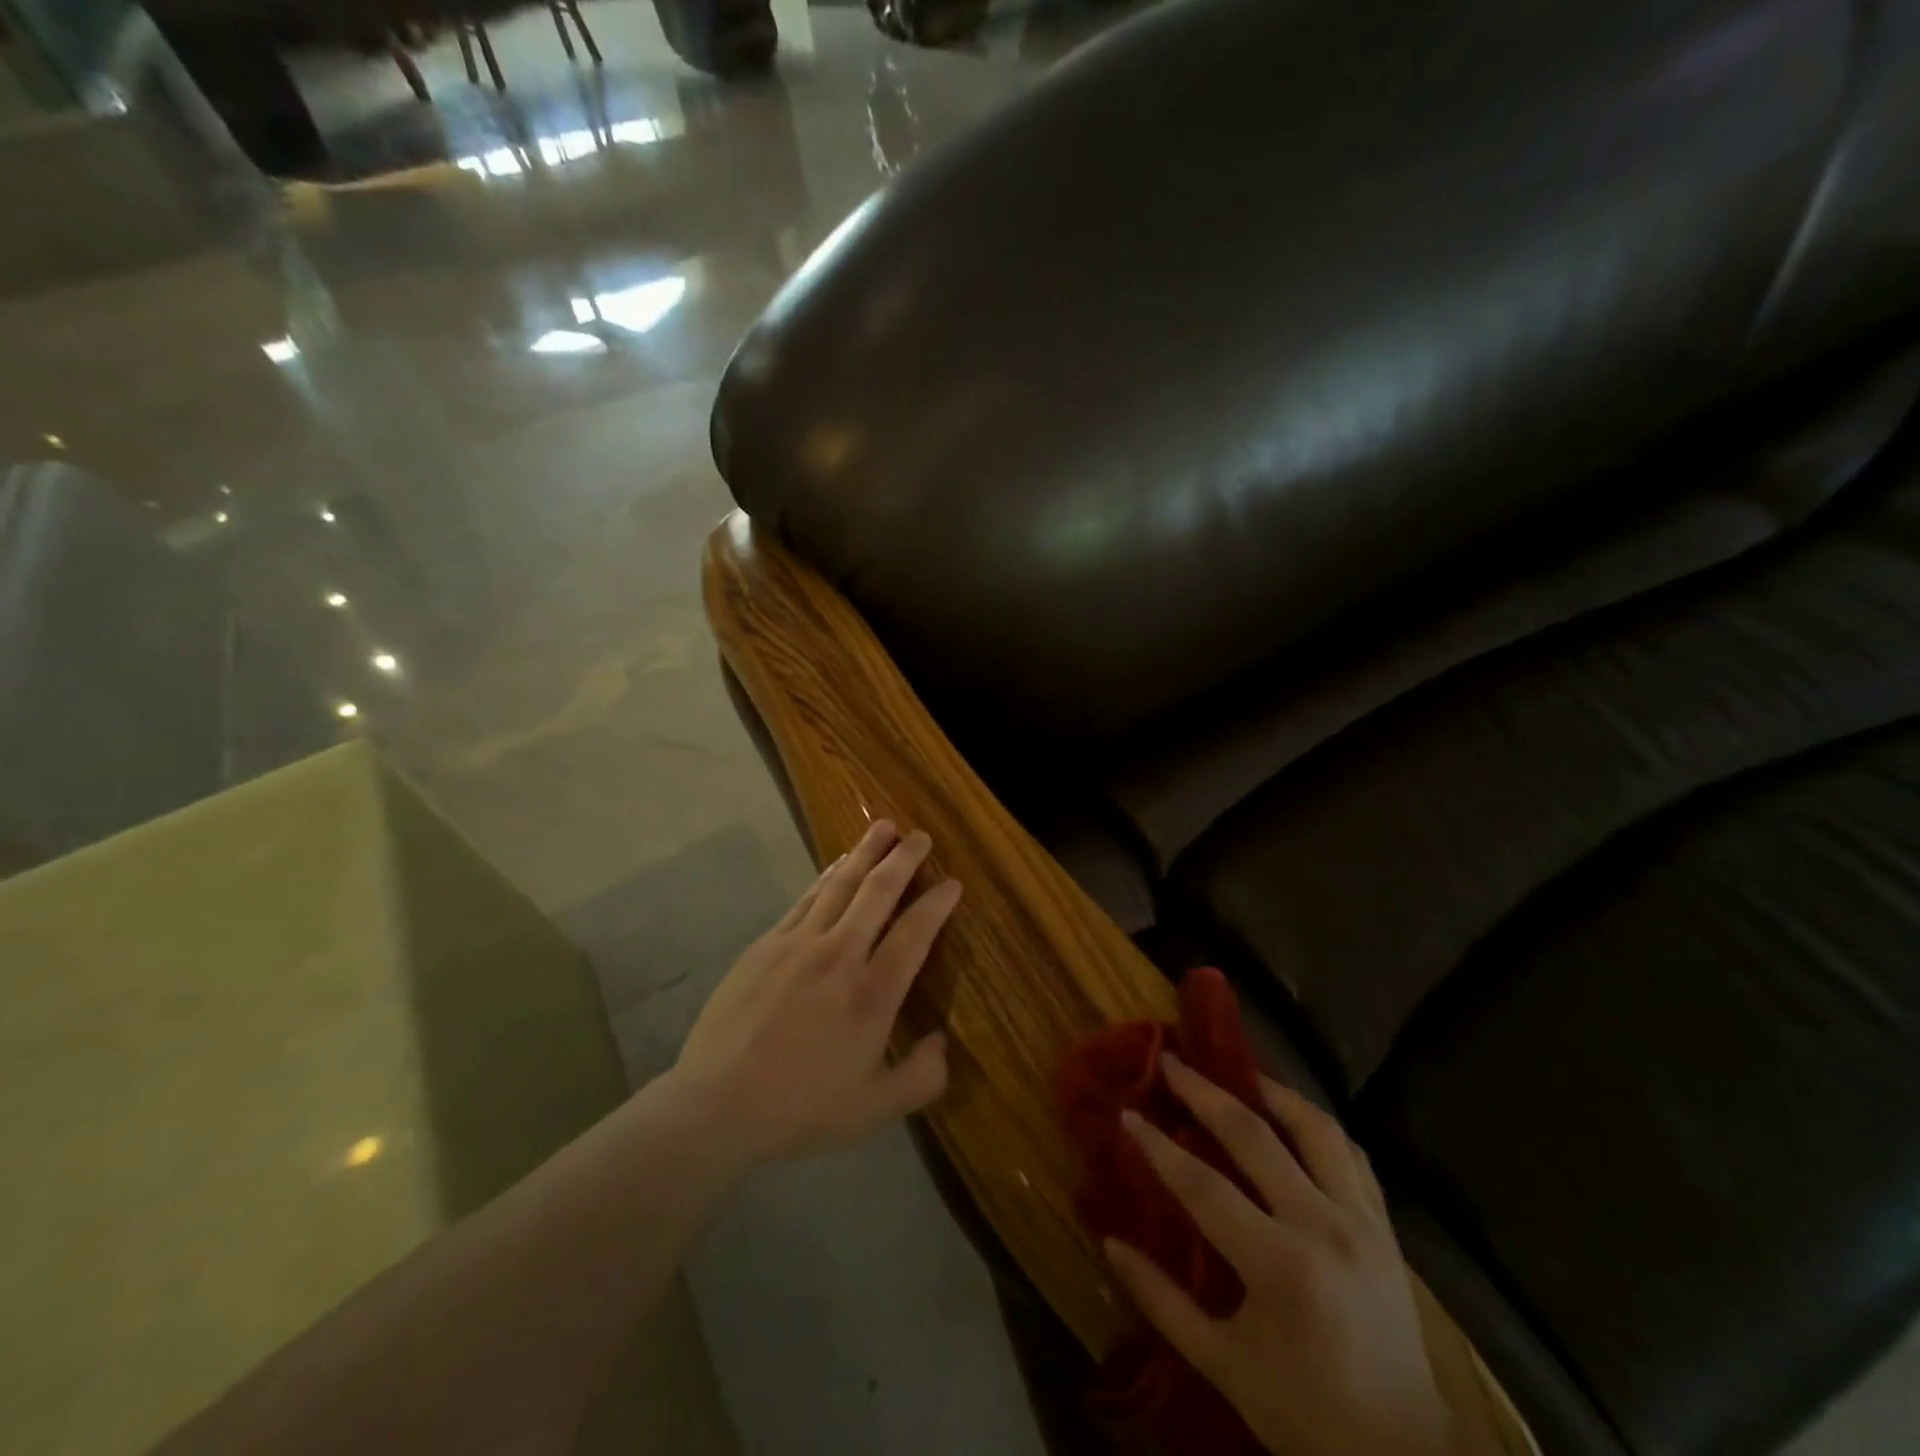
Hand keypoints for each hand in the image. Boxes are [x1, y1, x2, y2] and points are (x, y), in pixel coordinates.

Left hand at [668, 820, 960, 1167]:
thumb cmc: (801, 1109)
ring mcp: (799, 944)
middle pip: (878, 892)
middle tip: (921, 836)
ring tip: (884, 827)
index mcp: (872, 994)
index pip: (915, 933)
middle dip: (904, 859)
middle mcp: (839, 956)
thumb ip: (921, 1077)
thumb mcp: (874, 1110)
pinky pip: (805, 899)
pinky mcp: (766, 944)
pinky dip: (827, 876)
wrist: (717, 1105)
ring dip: (866, 853)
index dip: (937, 904)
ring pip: (840, 885)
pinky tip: (837, 865)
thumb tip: (943, 1042)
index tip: (952, 883)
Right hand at [1105, 1055, 1454, 1455]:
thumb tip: (1109, 1242)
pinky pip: (1352, 1154)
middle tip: (1171, 1061)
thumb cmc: (1305, 1414)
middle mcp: (1323, 1226)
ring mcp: (1362, 1221)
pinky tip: (1292, 1117)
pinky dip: (1317, 1125)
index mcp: (1279, 1265)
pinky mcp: (1386, 1227)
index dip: (1158, 1146)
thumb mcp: (1223, 1365)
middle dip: (1204, 1092)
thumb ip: (1162, 1300)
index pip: (1203, 1185)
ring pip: (1314, 1127)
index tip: (1127, 1114)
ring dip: (1270, 1091)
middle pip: (1255, 1135)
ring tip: (1236, 1071)